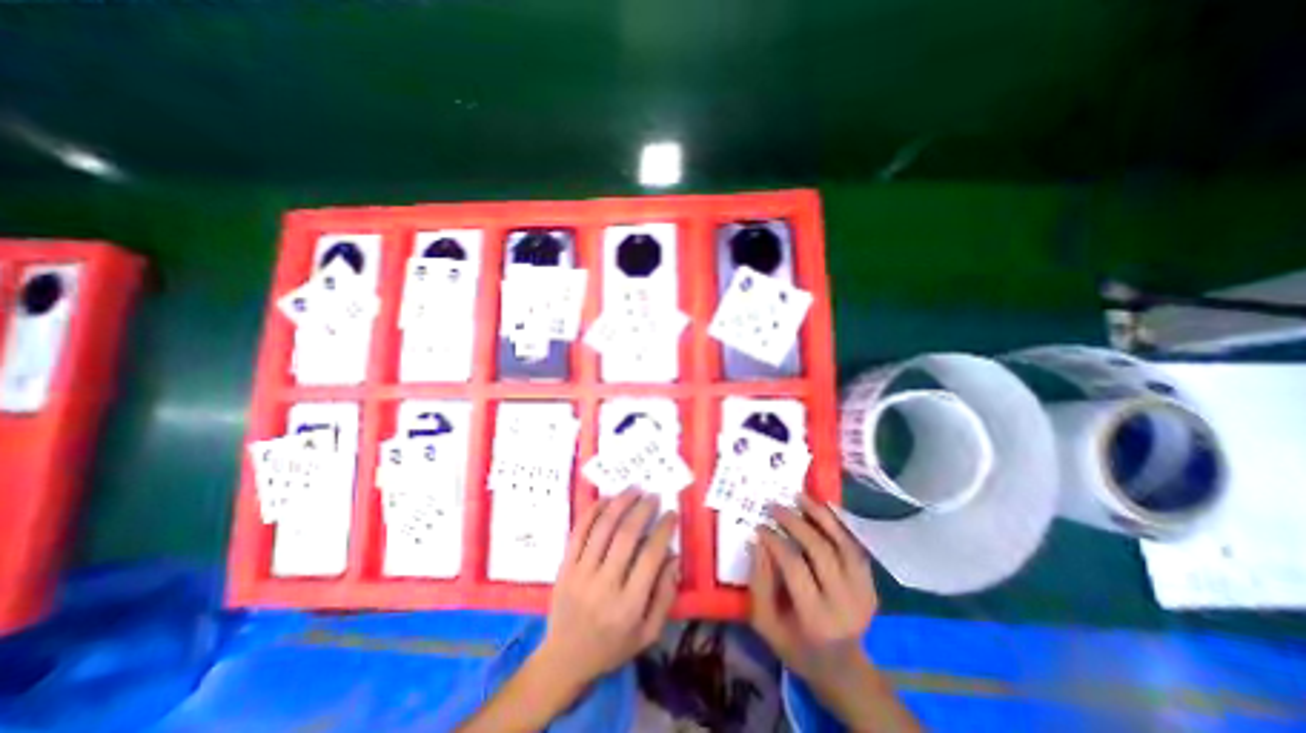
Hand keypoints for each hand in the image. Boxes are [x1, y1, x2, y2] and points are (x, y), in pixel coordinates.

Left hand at [533, 493, 679, 691]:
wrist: (564, 659)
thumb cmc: (612, 647)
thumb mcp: (648, 634)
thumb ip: (665, 596)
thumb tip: (673, 556)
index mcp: (629, 606)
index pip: (650, 557)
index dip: (663, 530)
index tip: (671, 513)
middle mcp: (604, 585)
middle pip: (626, 536)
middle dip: (643, 509)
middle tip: (653, 495)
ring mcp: (581, 574)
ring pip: (603, 528)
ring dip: (620, 503)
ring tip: (633, 489)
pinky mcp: (565, 566)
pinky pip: (579, 531)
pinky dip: (593, 511)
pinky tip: (606, 499)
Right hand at [744, 493, 877, 686]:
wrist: (843, 669)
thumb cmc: (796, 647)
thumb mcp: (766, 624)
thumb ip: (759, 583)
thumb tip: (758, 541)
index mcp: (815, 618)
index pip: (794, 567)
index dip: (776, 541)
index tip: (760, 526)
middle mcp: (844, 603)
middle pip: (820, 551)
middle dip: (795, 523)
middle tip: (776, 506)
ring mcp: (863, 593)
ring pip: (842, 544)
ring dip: (820, 516)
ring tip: (800, 497)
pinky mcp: (871, 585)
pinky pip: (854, 547)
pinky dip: (838, 526)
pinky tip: (822, 511)